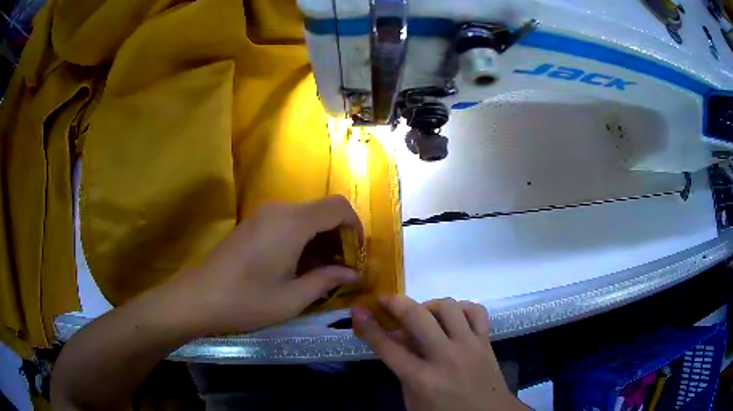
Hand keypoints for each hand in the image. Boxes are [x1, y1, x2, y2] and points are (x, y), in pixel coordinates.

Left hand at [168, 195, 363, 335]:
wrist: (197, 298)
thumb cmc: (246, 301)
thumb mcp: (292, 298)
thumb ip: (327, 280)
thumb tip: (354, 274)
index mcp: (292, 223)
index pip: (339, 207)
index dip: (356, 228)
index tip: (357, 257)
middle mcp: (279, 210)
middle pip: (323, 211)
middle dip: (339, 238)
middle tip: (342, 271)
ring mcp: (263, 216)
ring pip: (306, 218)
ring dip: (320, 241)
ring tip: (321, 274)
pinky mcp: (253, 225)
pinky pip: (288, 224)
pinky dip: (302, 241)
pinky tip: (297, 268)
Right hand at [353, 296, 527, 410]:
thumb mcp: (413, 402)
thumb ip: (402, 372)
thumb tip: (396, 341)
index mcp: (422, 379)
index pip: (388, 347)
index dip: (369, 327)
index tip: (358, 310)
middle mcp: (446, 357)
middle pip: (417, 317)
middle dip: (396, 302)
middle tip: (386, 300)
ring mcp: (469, 346)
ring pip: (448, 307)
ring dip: (429, 304)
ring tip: (422, 314)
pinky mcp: (486, 341)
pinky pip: (477, 311)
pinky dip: (462, 308)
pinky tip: (453, 316)